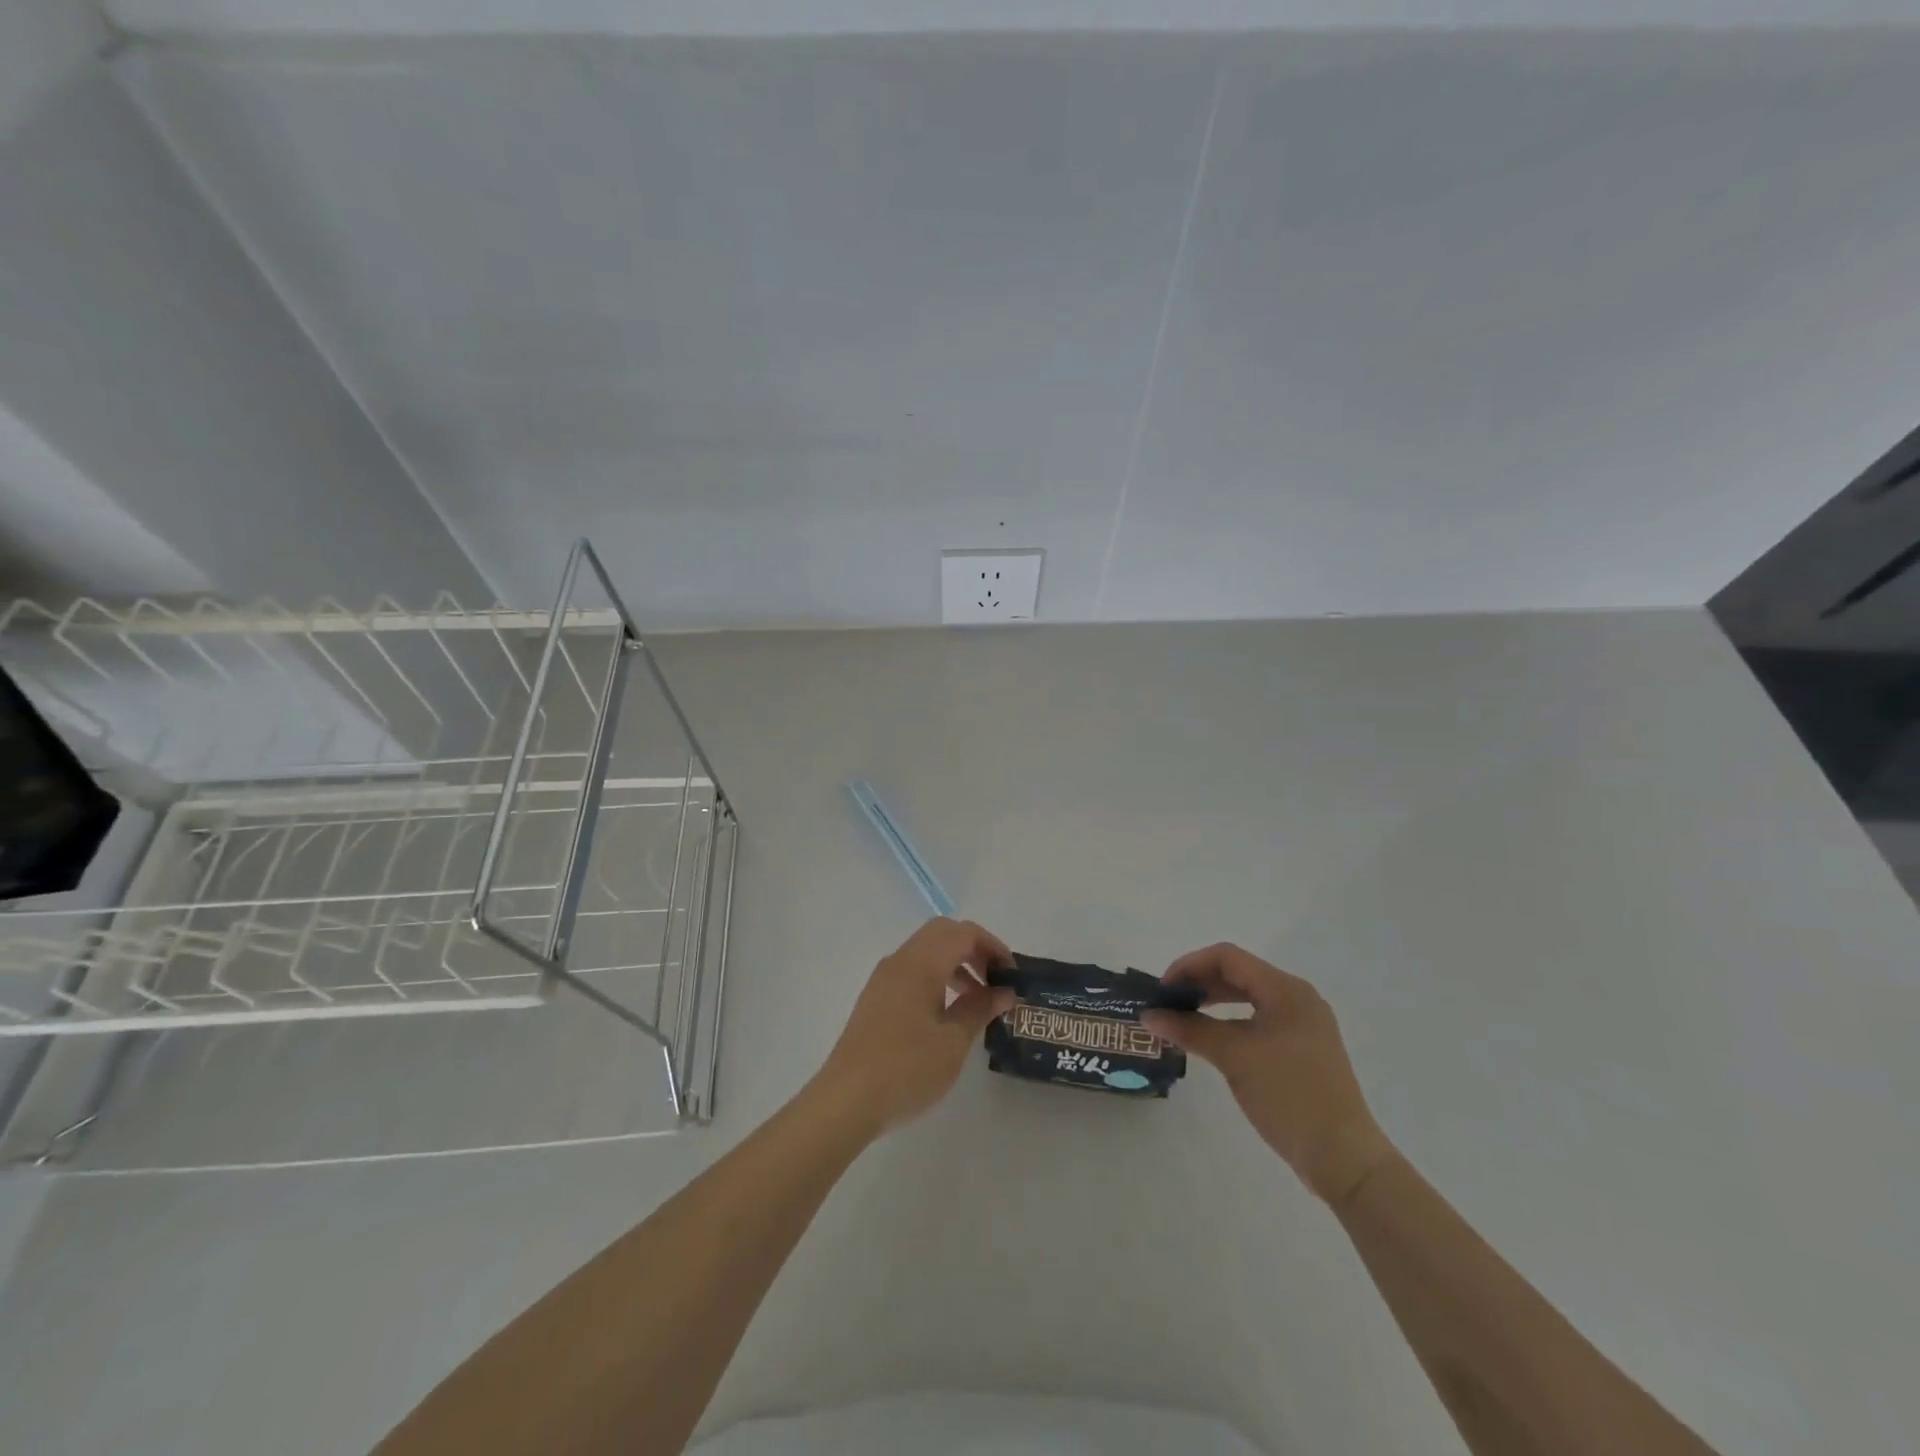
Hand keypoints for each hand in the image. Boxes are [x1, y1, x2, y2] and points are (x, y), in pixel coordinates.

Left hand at [811, 918, 1016, 1137]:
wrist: (846, 1101)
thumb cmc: (906, 1069)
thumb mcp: (953, 1042)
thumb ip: (980, 1009)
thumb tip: (1004, 991)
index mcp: (920, 964)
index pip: (963, 933)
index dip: (992, 946)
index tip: (1012, 974)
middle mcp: (900, 961)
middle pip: (943, 933)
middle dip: (974, 949)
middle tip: (995, 979)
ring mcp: (884, 978)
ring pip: (926, 951)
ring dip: (955, 963)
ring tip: (977, 999)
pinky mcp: (876, 997)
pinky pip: (912, 970)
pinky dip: (937, 977)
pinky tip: (947, 1012)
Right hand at [1141, 944, 1394, 1206]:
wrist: (1344, 1157)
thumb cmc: (1289, 1095)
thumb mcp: (1234, 1057)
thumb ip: (1190, 1029)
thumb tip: (1149, 1015)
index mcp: (1286, 990)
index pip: (1228, 958)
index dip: (1189, 966)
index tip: (1162, 989)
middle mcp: (1297, 998)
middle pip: (1238, 974)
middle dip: (1199, 982)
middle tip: (1167, 1003)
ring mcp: (1303, 1024)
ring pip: (1249, 997)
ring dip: (1213, 1001)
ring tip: (1182, 1017)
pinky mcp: (1303, 1049)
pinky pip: (1259, 1019)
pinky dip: (1231, 1021)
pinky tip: (1212, 1039)